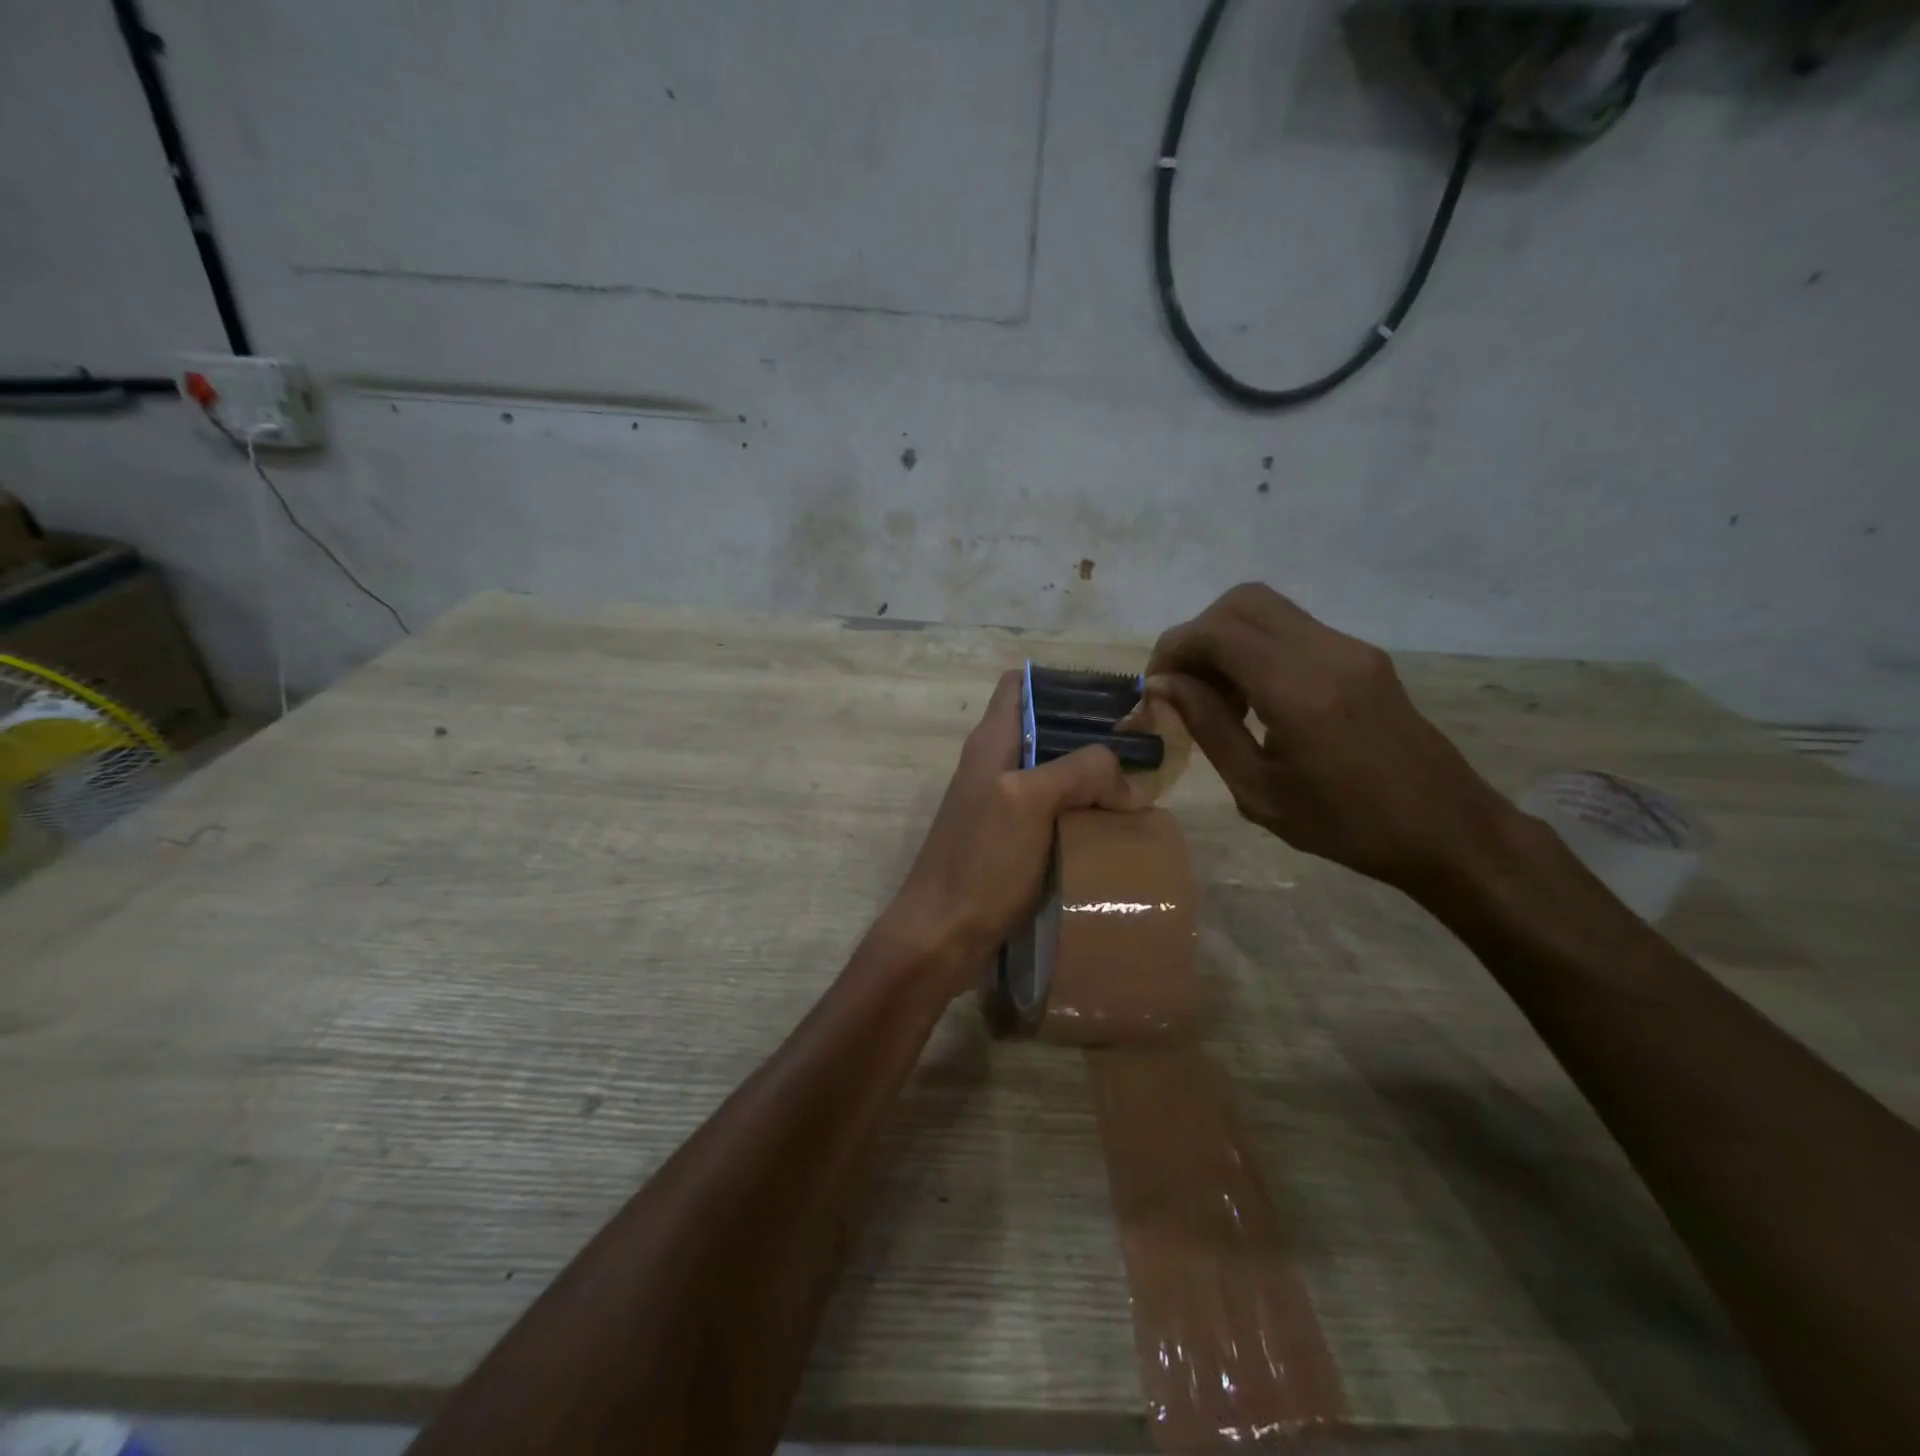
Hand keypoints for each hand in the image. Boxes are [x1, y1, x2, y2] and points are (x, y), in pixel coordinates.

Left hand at [873, 669, 1132, 996]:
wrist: (941, 936)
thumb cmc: (981, 861)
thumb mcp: (1030, 802)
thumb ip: (1079, 772)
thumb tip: (1126, 780)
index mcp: (992, 742)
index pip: (1020, 685)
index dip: (1062, 684)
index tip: (1108, 702)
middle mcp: (994, 765)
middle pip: (1046, 731)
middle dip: (1090, 738)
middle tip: (1138, 755)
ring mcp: (1001, 806)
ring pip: (1053, 776)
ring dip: (1090, 782)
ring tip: (1136, 794)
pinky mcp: (1009, 843)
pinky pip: (1052, 815)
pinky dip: (1080, 816)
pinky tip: (1111, 832)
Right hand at [1146, 583, 1515, 894]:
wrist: (1446, 829)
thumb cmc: (1345, 826)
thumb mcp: (1259, 791)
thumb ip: (1209, 727)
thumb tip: (1164, 684)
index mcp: (1298, 691)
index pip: (1217, 632)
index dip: (1174, 648)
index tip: (1156, 685)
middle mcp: (1326, 653)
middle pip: (1242, 602)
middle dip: (1198, 634)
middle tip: (1184, 684)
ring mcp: (1350, 649)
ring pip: (1268, 609)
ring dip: (1227, 639)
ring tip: (1217, 696)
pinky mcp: (1364, 656)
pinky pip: (1294, 629)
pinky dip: (1257, 648)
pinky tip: (1255, 697)